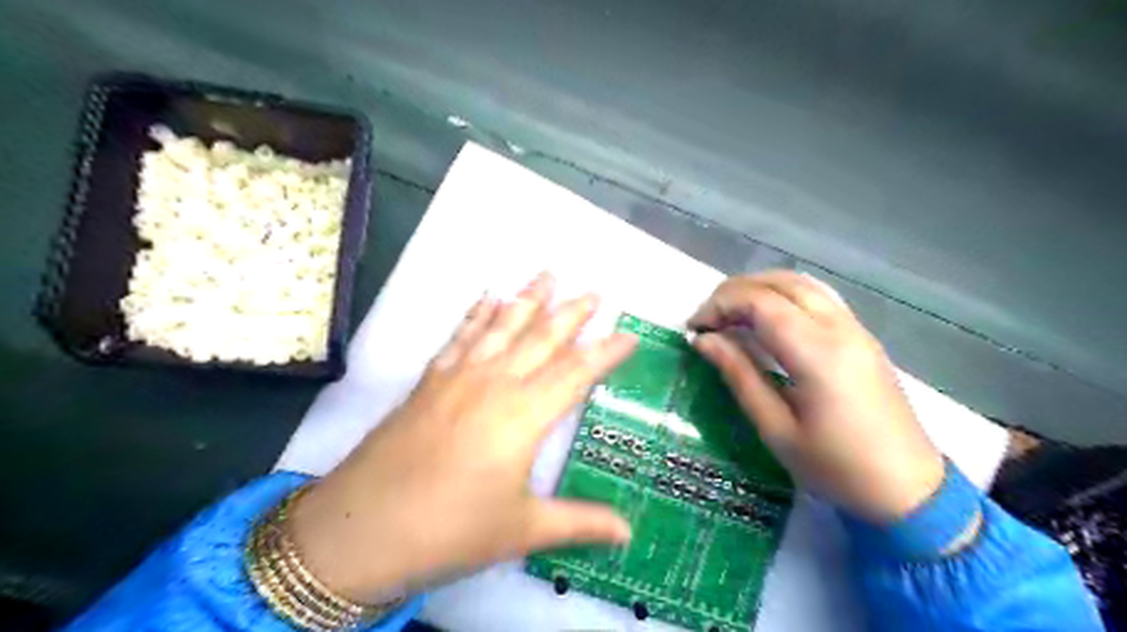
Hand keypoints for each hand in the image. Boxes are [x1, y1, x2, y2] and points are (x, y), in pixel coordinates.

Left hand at [289, 274, 636, 605]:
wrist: (360, 529)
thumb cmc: (450, 531)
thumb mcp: (522, 531)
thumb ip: (580, 523)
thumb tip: (629, 532)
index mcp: (524, 416)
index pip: (576, 373)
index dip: (606, 353)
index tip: (629, 334)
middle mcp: (495, 383)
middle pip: (541, 338)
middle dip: (572, 313)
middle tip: (595, 291)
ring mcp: (459, 376)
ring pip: (502, 326)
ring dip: (528, 299)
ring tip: (548, 274)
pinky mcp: (430, 380)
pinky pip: (461, 335)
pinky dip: (478, 313)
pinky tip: (488, 296)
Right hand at [688, 273, 944, 524]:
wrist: (909, 489)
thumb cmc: (836, 467)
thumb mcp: (776, 429)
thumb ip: (739, 376)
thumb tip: (704, 341)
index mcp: (817, 353)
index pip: (759, 302)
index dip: (719, 306)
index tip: (693, 329)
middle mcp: (838, 328)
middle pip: (778, 283)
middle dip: (734, 293)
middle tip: (706, 321)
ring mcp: (854, 328)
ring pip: (799, 283)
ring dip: (758, 289)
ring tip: (729, 316)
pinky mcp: (861, 336)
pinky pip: (816, 297)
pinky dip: (781, 297)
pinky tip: (764, 321)